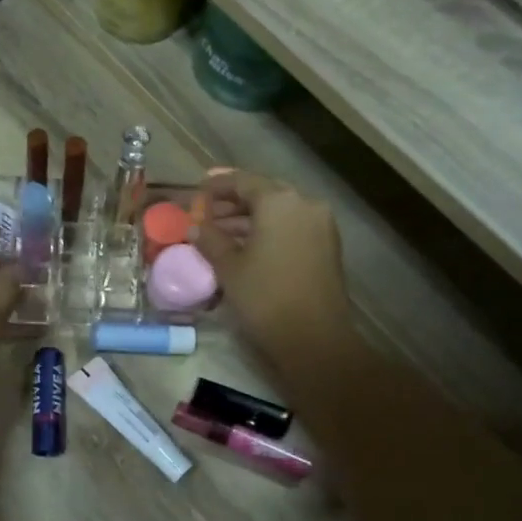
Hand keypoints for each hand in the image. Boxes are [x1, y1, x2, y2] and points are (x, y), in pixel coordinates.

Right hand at [194, 172, 357, 381]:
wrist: (314, 338)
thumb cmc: (265, 296)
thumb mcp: (228, 267)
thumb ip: (209, 239)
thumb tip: (194, 227)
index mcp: (279, 201)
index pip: (242, 181)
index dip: (216, 186)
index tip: (197, 191)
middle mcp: (305, 204)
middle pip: (264, 193)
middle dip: (233, 202)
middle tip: (206, 212)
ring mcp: (321, 226)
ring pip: (279, 212)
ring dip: (250, 219)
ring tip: (219, 233)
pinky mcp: (327, 248)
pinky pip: (291, 228)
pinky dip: (268, 231)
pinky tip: (246, 247)